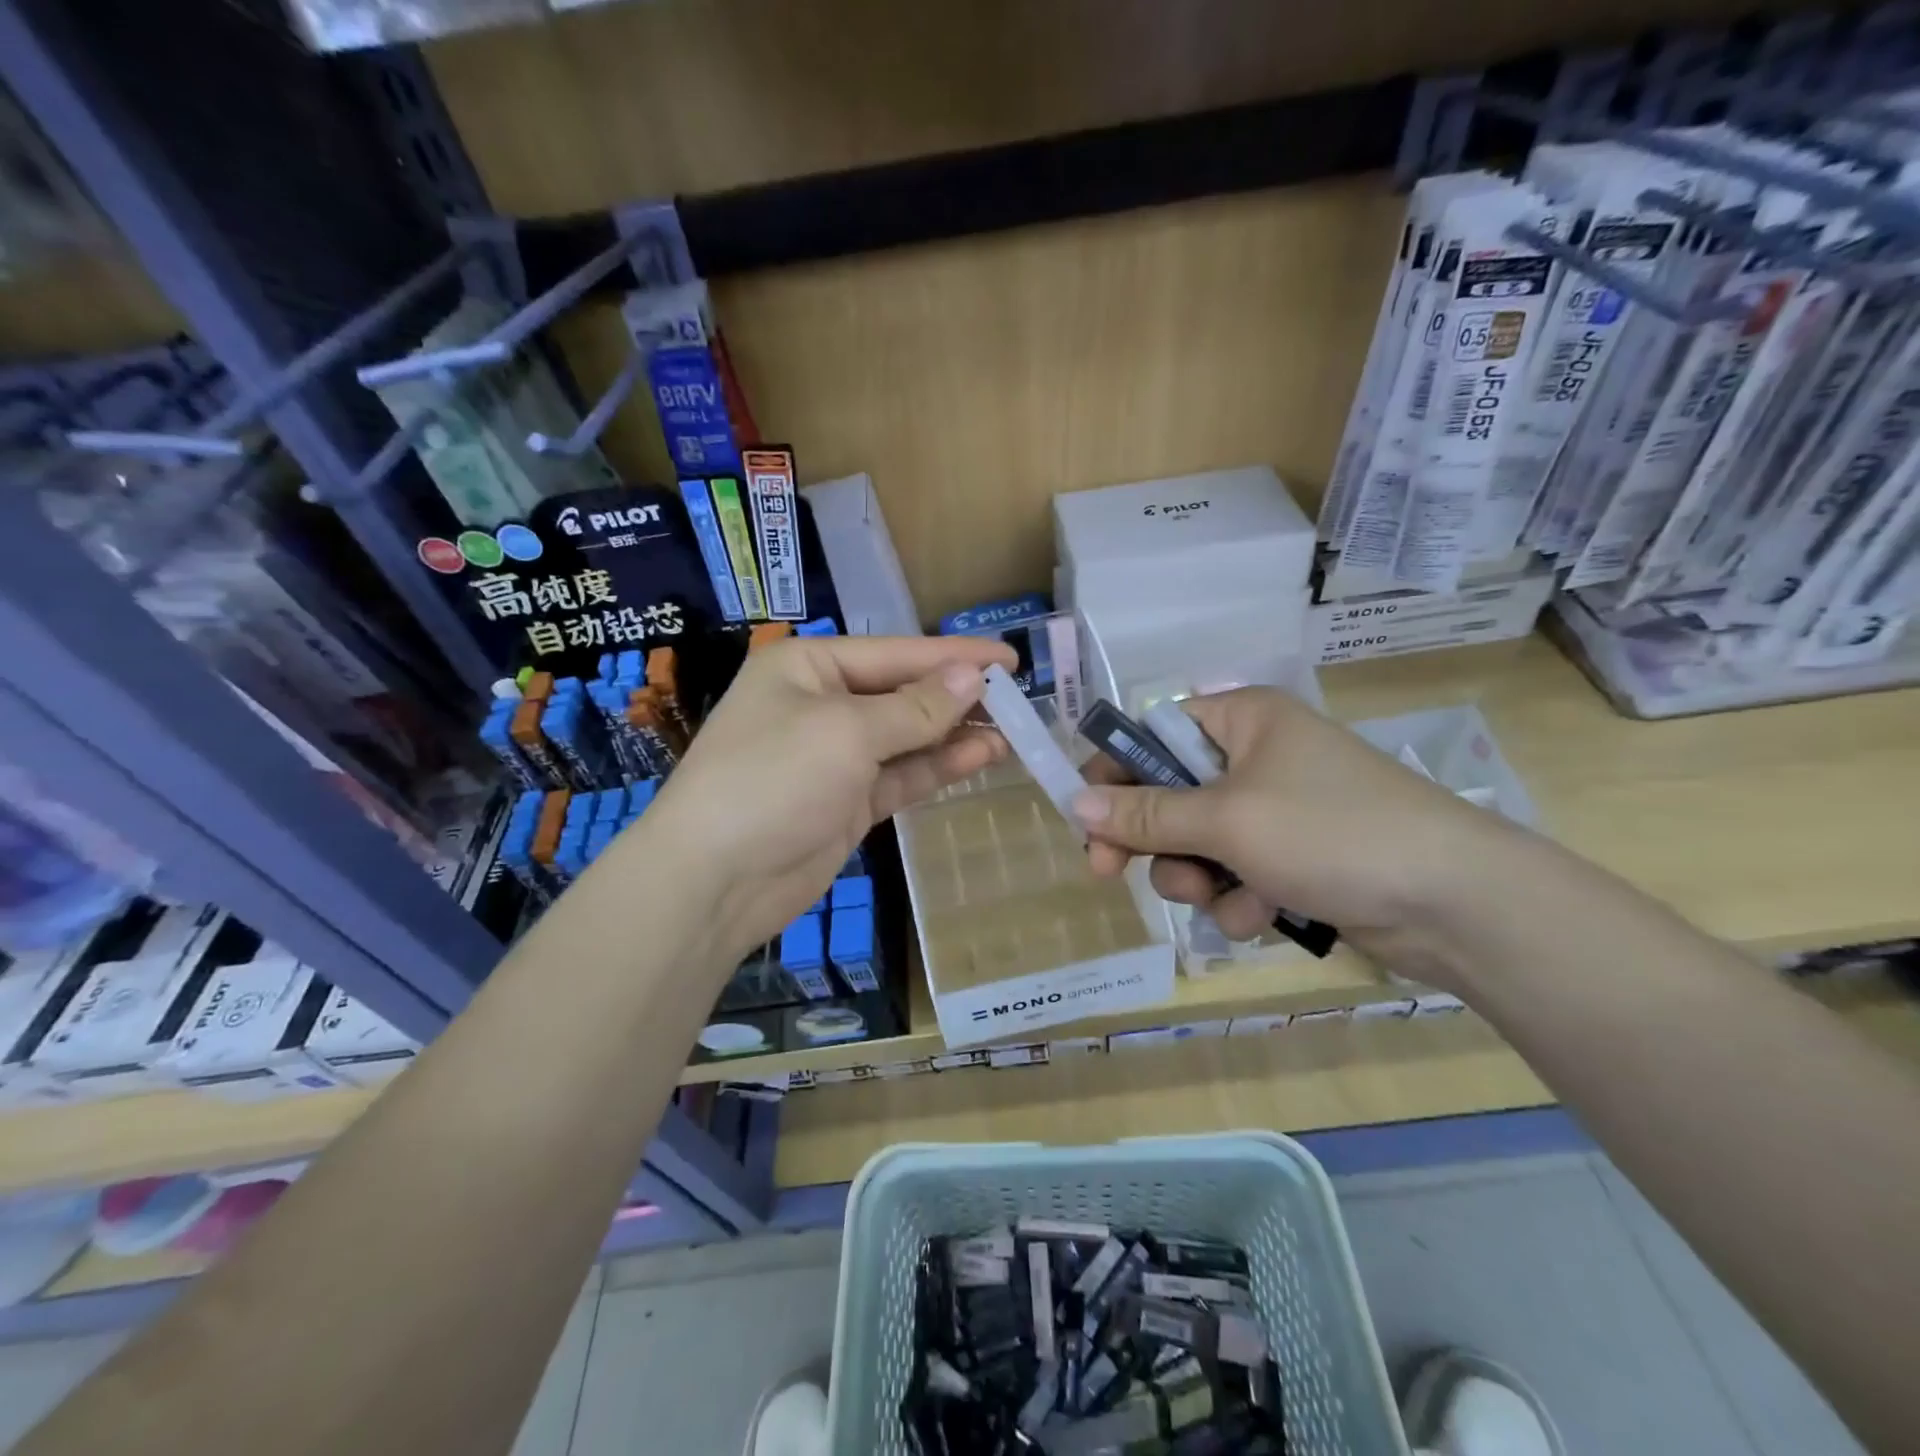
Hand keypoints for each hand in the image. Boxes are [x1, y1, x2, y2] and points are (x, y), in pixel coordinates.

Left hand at [638, 634, 1015, 963]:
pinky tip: (981, 757)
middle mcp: (821, 704)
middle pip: (903, 693)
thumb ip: (916, 707)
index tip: (1010, 658)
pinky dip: (938, 766)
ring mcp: (835, 757)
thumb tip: (972, 677)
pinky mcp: (847, 801)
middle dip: (957, 697)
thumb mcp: (847, 732)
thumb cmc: (774, 779)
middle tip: (1019, 700)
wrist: (714, 880)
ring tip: (1012, 731)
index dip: (954, 655)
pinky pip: (901, 775)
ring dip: (955, 734)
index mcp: (809, 668)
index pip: (895, 652)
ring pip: (907, 737)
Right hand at [1073, 688, 1518, 978]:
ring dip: (1197, 878)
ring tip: (1222, 897)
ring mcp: (1277, 810)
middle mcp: (1255, 757)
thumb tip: (1075, 804)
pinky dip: (1239, 899)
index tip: (1085, 820)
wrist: (1454, 903)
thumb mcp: (1226, 820)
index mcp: (1241, 720)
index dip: (1115, 774)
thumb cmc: (1330, 832)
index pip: (1153, 733)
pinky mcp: (1295, 858)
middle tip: (1112, 873)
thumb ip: (1146, 815)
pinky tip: (1263, 915)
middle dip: (1153, 840)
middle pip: (1169, 794)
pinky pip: (1236, 874)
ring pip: (1198, 843)